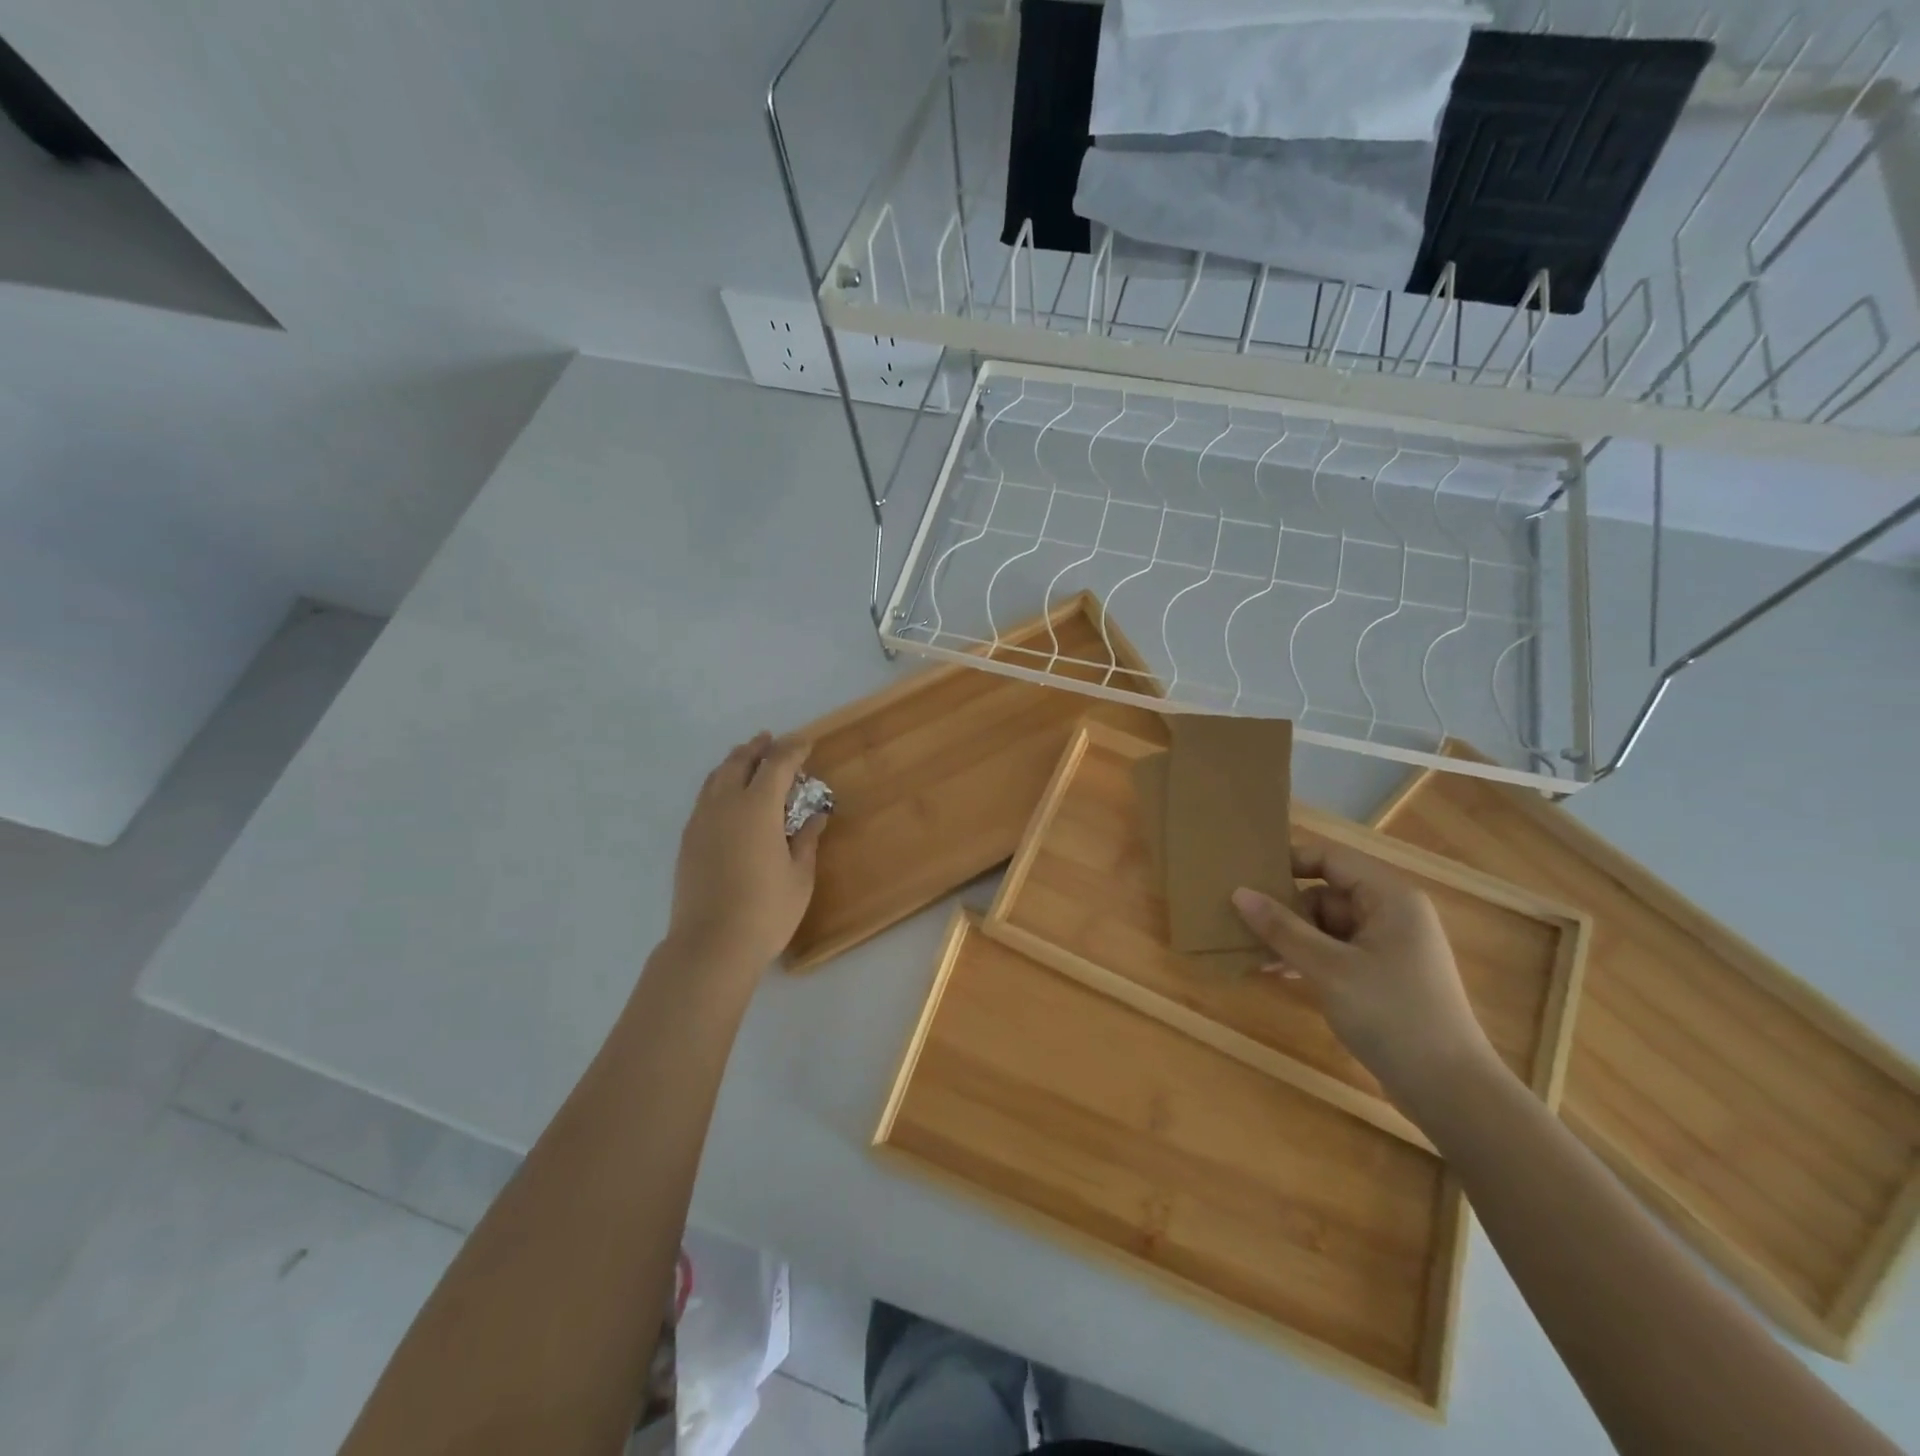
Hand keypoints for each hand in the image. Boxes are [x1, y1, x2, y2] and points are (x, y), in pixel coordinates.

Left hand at [667, 732, 825, 971]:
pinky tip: (727, 798)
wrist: (711, 945)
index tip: (806, 742)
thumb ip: (806, 840)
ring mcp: (701, 822)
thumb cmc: (766, 910)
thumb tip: (815, 817)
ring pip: (716, 777)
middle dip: (757, 748)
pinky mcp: (688, 841)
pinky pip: (704, 798)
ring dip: (734, 762)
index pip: (776, 764)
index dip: (793, 749)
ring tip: (747, 760)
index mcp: (757, 808)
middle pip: (739, 762)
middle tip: (770, 741)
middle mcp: (725, 805)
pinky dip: (719, 785)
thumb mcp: (799, 875)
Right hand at [1232, 837, 1498, 1112]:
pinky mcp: (1382, 976)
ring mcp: (1388, 947)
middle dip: (1285, 909)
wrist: (1451, 1091)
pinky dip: (1307, 957)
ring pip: (1327, 925)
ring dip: (1291, 937)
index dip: (1289, 862)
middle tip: (1240, 922)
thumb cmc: (1392, 1015)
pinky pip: (1336, 951)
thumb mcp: (1329, 969)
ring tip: (1251, 951)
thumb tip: (1238, 892)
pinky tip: (1276, 970)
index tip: (1247, 876)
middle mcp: (1391, 914)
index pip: (1330, 859)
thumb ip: (1282, 928)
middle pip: (1326, 893)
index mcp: (1389, 898)